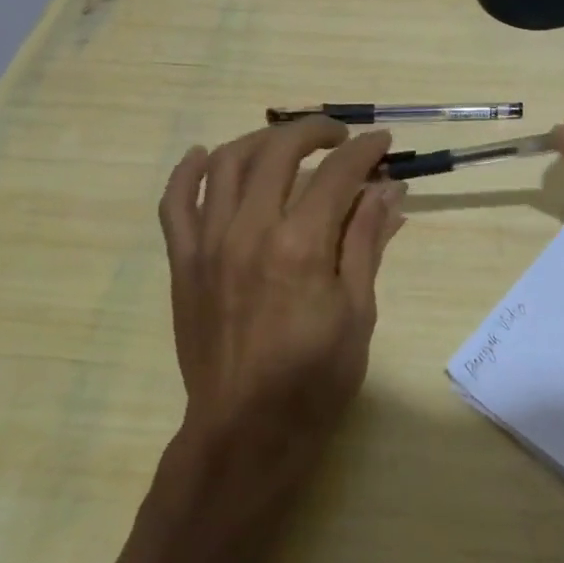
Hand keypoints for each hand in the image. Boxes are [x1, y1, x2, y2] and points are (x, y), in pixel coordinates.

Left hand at [158, 118, 405, 473]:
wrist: (245, 431)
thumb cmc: (314, 379)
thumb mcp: (357, 312)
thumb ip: (366, 242)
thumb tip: (388, 190)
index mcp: (301, 245)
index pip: (337, 173)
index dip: (365, 151)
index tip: (381, 142)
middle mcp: (250, 230)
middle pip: (279, 150)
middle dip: (315, 131)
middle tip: (340, 137)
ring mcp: (209, 243)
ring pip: (227, 162)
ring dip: (262, 140)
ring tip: (287, 144)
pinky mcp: (183, 262)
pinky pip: (176, 202)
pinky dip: (188, 171)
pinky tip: (203, 155)